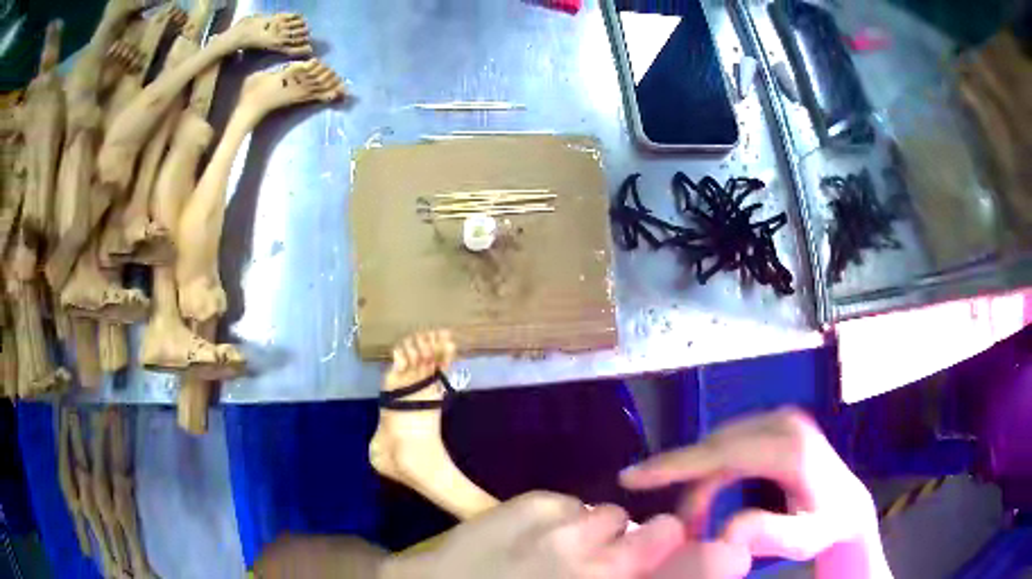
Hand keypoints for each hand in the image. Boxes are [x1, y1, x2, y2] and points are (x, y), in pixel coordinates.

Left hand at [384, 491, 748, 578]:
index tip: (710, 557)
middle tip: (619, 562)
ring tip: (568, 552)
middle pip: (661, 533)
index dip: (706, 561)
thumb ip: (642, 574)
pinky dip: (563, 519)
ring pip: (614, 516)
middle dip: (652, 545)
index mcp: (608, 576)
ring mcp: (562, 527)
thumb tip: (694, 562)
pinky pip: (570, 503)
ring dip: (601, 534)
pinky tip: (536, 537)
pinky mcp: (528, 503)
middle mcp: (594, 558)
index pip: (685, 562)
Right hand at [621, 408, 885, 570]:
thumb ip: (772, 535)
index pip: (723, 451)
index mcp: (791, 446)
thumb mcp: (806, 538)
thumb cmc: (827, 523)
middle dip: (682, 480)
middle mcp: (782, 423)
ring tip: (693, 518)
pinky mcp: (773, 426)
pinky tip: (704, 493)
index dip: (675, 464)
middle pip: (715, 447)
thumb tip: (725, 530)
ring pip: (717, 445)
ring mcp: (778, 420)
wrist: (847, 505)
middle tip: (673, 524)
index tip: (632, 478)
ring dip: (696, 479)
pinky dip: (708, 470)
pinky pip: (727, 444)